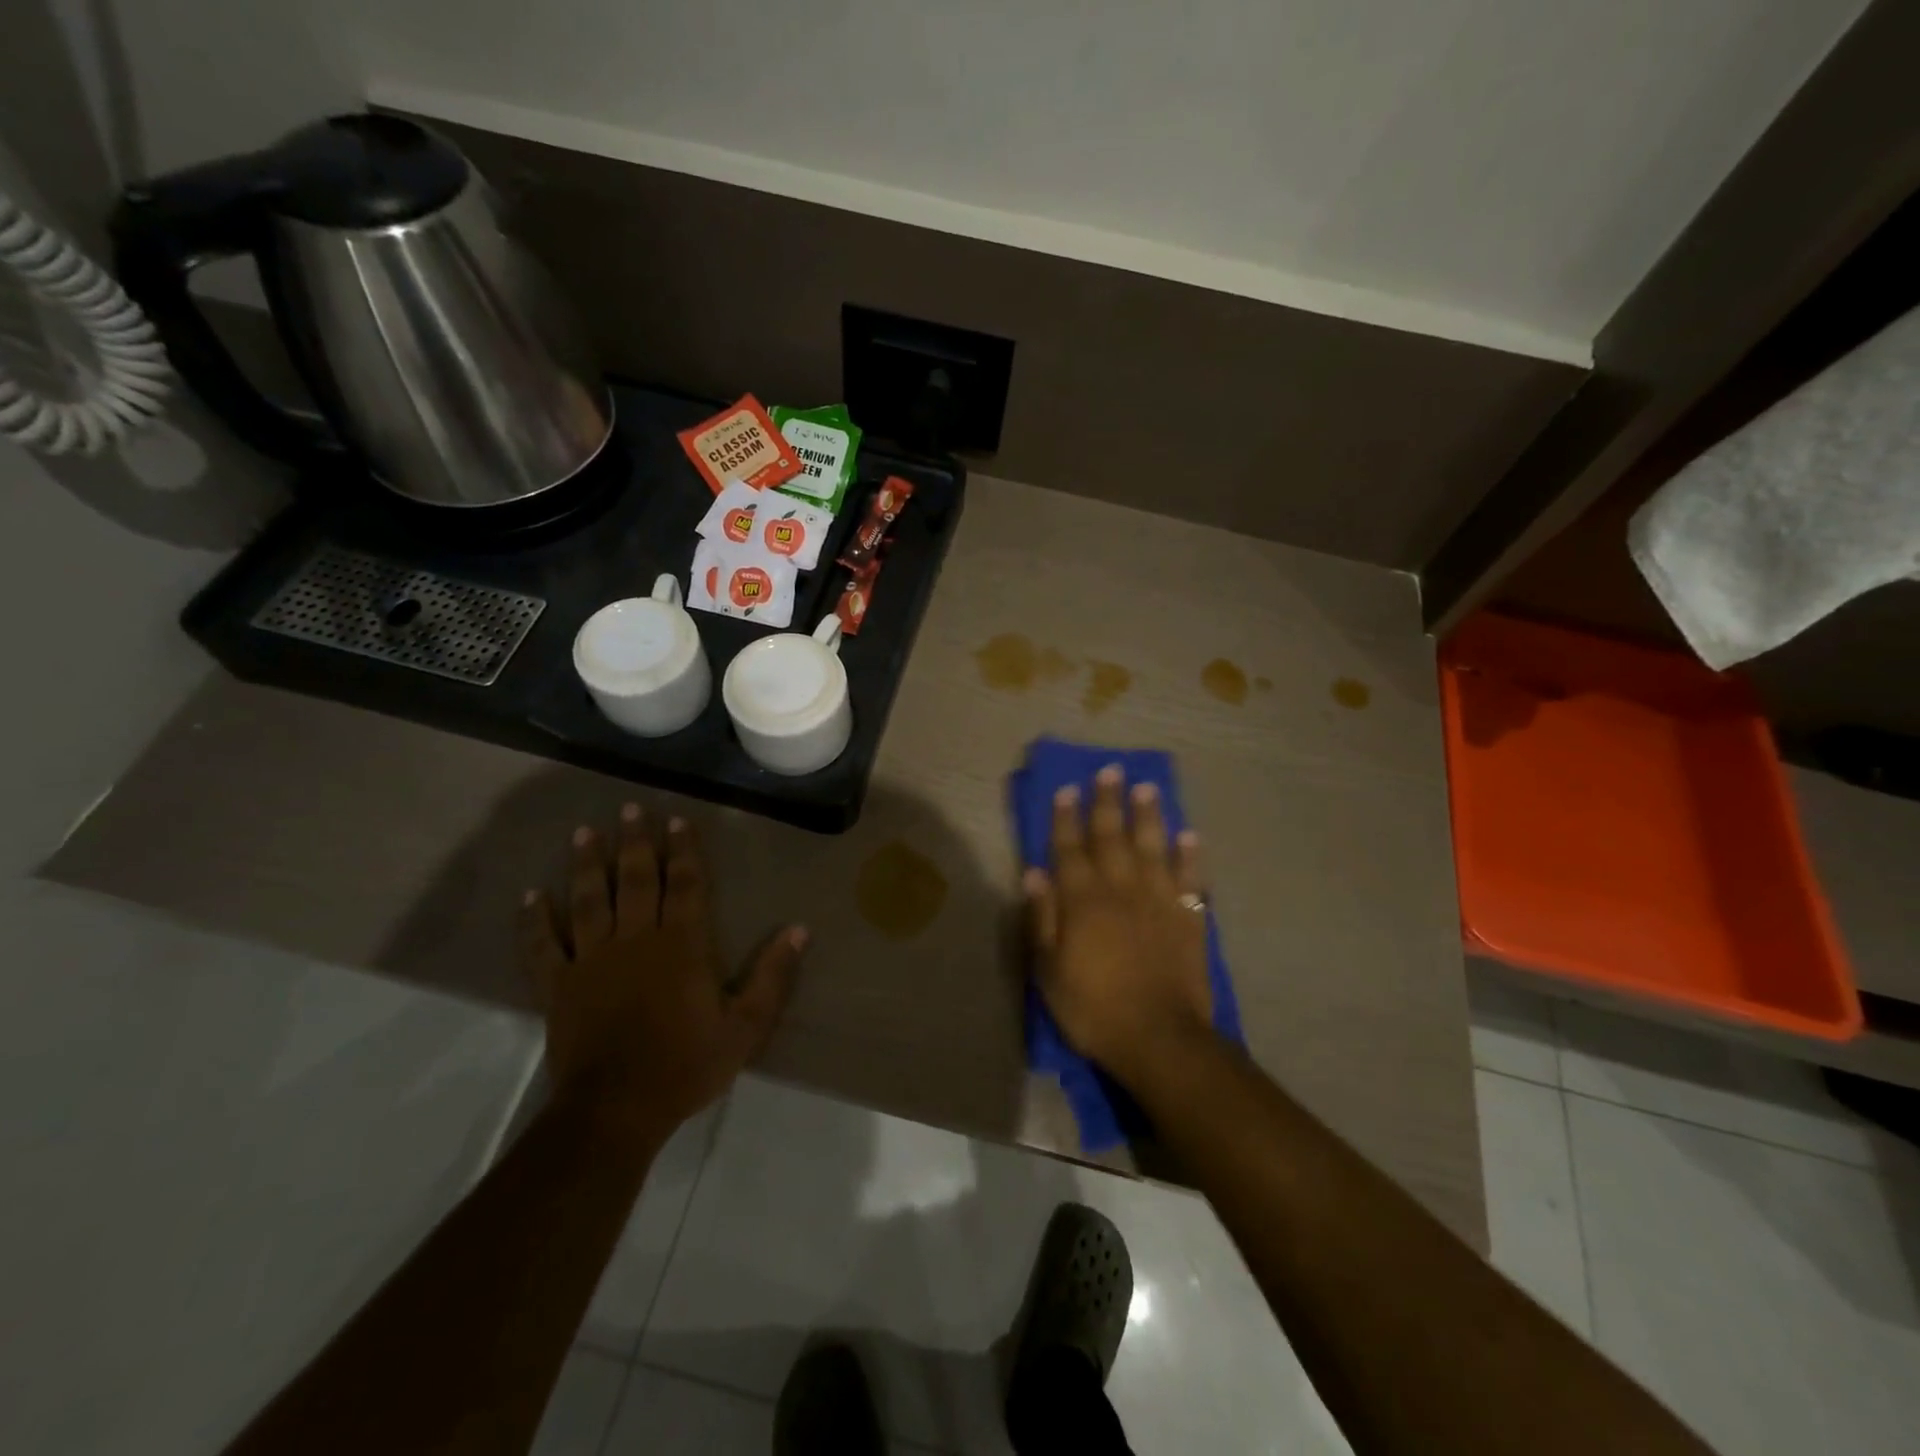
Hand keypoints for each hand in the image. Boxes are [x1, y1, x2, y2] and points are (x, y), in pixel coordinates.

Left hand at [519, 804, 806, 1140]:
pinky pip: (542, 946)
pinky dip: (534, 920)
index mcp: (681, 945)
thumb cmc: (686, 1066)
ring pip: (587, 900)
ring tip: (583, 832)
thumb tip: (799, 930)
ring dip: (586, 864)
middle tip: (630, 808)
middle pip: (634, 880)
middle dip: (634, 842)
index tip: (677, 821)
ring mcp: (591, 960)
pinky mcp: (558, 986)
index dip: (682, 850)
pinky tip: (530, 896)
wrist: (616, 1110)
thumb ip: (772, 976)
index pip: (683, 884)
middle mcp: (635, 939)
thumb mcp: (745, 1027)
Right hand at [1025, 765, 1213, 1087]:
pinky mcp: (1188, 918)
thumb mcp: (1049, 970)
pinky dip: (1189, 856)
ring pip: (1153, 847)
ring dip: (1148, 816)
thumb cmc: (1093, 1008)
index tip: (1066, 789)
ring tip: (1147, 788)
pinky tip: (1189, 835)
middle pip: (1112, 837)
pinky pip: (1189, 878)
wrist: (1160, 1038)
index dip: (1065, 818)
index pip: (1070, 849)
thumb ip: (1043, 918)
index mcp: (1083, 901)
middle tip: (1110, 770)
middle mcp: (1121, 889)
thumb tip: (1035, 873)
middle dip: (1107, 802)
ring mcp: (1159, 901)